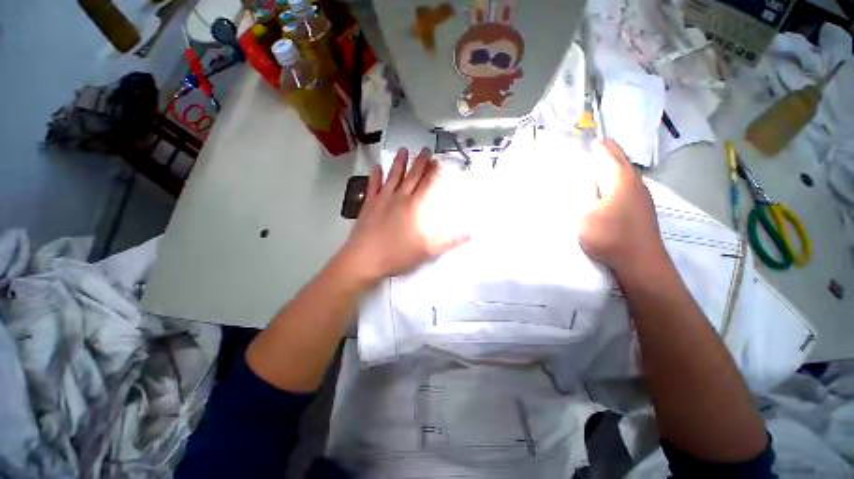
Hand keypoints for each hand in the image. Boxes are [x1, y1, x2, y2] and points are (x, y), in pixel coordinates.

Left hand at [336, 147, 468, 284]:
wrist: (365, 258)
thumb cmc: (397, 254)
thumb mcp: (427, 251)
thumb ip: (448, 241)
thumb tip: (470, 235)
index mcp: (415, 207)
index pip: (427, 184)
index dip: (434, 172)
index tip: (438, 161)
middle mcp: (399, 197)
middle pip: (412, 176)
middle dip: (420, 162)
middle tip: (425, 149)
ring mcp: (382, 199)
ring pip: (393, 176)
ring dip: (399, 163)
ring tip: (404, 149)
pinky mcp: (368, 204)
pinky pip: (373, 185)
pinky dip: (375, 175)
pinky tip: (377, 167)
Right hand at [580, 140, 666, 277]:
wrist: (640, 262)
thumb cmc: (610, 235)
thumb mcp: (586, 214)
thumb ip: (583, 195)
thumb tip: (585, 182)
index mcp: (621, 179)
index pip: (609, 154)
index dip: (599, 145)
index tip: (589, 136)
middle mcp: (634, 183)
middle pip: (621, 161)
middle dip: (608, 152)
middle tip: (594, 146)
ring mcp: (640, 197)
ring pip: (624, 174)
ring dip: (612, 167)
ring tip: (598, 164)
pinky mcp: (640, 210)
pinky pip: (626, 187)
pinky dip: (615, 181)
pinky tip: (608, 188)